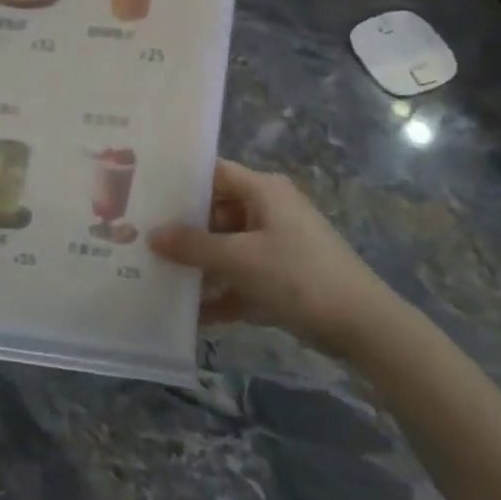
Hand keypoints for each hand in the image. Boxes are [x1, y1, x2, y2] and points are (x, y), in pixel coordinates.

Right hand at [150, 159, 406, 359]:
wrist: (362, 326)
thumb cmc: (298, 276)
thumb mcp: (239, 259)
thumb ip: (193, 246)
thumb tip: (151, 235)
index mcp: (263, 191)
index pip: (213, 173)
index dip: (180, 181)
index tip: (143, 191)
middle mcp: (268, 211)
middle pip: (215, 213)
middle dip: (181, 231)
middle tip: (138, 238)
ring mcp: (274, 246)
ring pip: (224, 249)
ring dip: (196, 267)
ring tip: (153, 276)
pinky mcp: (279, 279)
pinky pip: (239, 280)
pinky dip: (218, 295)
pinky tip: (188, 316)